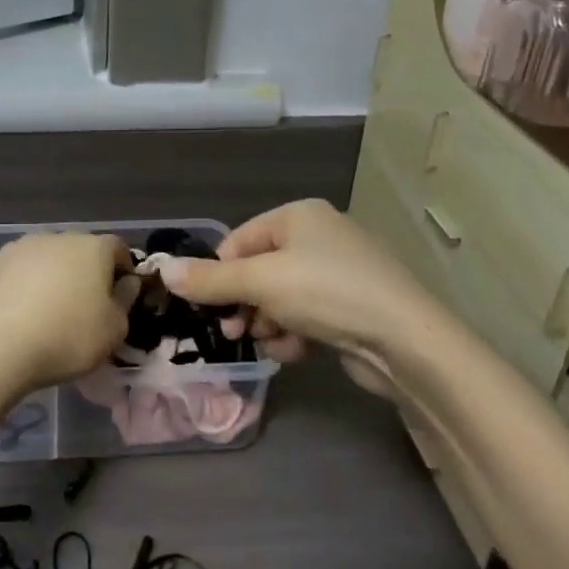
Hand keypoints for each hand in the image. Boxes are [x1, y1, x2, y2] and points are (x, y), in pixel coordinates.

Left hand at [0, 233, 134, 393]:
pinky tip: (27, 306)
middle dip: (89, 271)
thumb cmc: (69, 337)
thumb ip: (126, 300)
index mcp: (96, 247)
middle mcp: (63, 236)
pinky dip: (32, 280)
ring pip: (53, 256)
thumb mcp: (115, 329)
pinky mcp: (0, 260)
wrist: (1, 346)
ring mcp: (28, 244)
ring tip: (53, 307)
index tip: (121, 297)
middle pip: (84, 250)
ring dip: (59, 274)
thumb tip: (126, 282)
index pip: (119, 249)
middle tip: (87, 305)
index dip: (124, 270)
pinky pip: (27, 266)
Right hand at [158, 201, 432, 384]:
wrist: (405, 340)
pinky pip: (306, 315)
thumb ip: (210, 280)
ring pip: (280, 298)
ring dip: (269, 324)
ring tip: (275, 343)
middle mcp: (318, 236)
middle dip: (245, 305)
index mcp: (298, 216)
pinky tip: (299, 351)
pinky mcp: (351, 305)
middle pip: (258, 271)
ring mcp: (338, 272)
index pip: (238, 242)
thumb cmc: (326, 293)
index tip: (210, 310)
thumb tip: (162, 270)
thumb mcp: (261, 282)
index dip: (220, 276)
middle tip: (236, 333)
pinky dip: (295, 334)